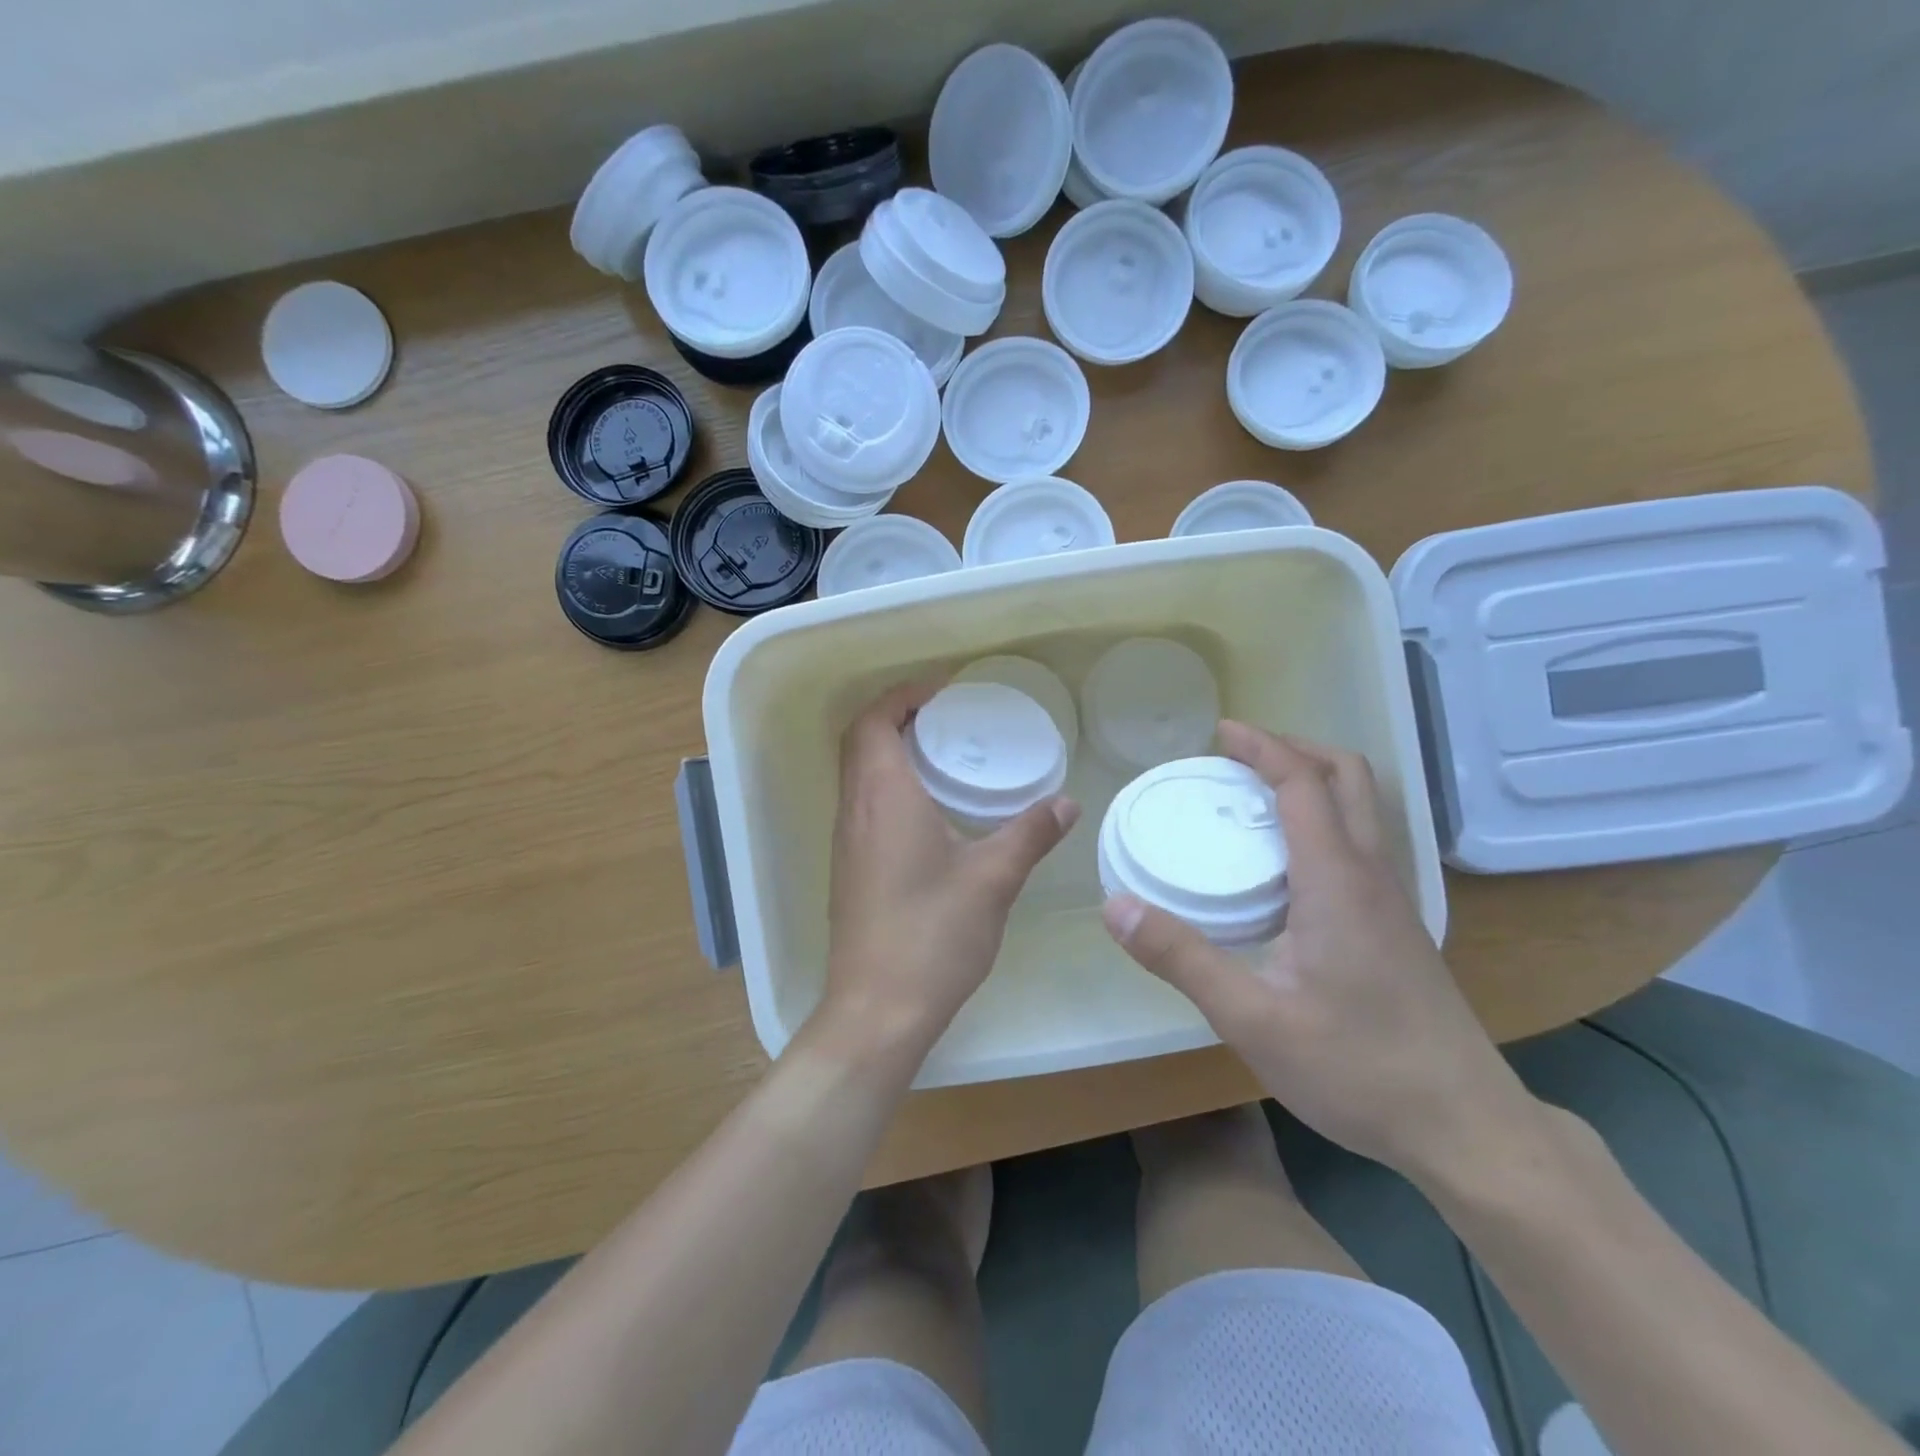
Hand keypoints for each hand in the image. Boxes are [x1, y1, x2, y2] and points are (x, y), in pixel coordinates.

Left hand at [822, 682, 1079, 1056]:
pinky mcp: (849, 870)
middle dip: (899, 717)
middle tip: (949, 718)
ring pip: (859, 775)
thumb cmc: (932, 933)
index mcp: (883, 796)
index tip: (943, 691)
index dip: (902, 695)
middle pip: (861, 741)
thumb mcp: (993, 878)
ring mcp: (846, 842)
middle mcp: (854, 810)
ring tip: (945, 757)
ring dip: (892, 753)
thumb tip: (1066, 802)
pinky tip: (931, 813)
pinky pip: (863, 806)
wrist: (877, 1009)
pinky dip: (889, 787)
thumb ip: (1031, 833)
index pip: (873, 721)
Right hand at [1102, 721, 1533, 1179]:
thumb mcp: (1252, 1019)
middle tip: (1239, 757)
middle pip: (1348, 778)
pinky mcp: (1397, 928)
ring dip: (1313, 783)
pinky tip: (1285, 867)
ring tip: (1255, 800)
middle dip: (1294, 751)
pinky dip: (1323, 822)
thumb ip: (1181, 957)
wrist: (1465, 1129)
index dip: (1262, 748)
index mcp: (1337, 881)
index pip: (1303, 784)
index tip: (1220, 732)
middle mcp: (1372, 876)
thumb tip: (1115, 907)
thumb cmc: (1358, 1068)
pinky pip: (1360, 844)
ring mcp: (1393, 902)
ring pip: (1362, 810)